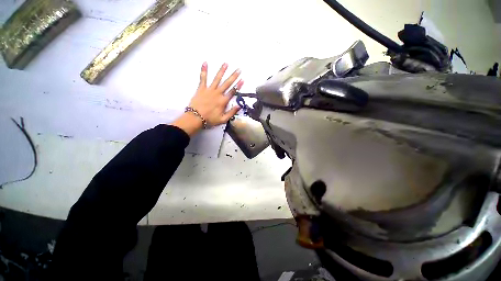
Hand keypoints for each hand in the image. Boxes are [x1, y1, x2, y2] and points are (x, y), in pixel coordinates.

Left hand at [171, 62, 242, 135]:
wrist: (195, 118)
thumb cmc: (210, 119)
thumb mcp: (223, 119)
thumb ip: (232, 112)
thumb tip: (239, 106)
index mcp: (223, 101)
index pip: (233, 92)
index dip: (238, 86)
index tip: (243, 79)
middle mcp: (218, 93)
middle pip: (227, 83)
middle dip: (233, 76)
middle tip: (238, 69)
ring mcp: (209, 90)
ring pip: (217, 78)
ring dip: (222, 71)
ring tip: (226, 63)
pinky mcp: (201, 88)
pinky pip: (203, 78)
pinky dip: (204, 70)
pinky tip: (205, 63)